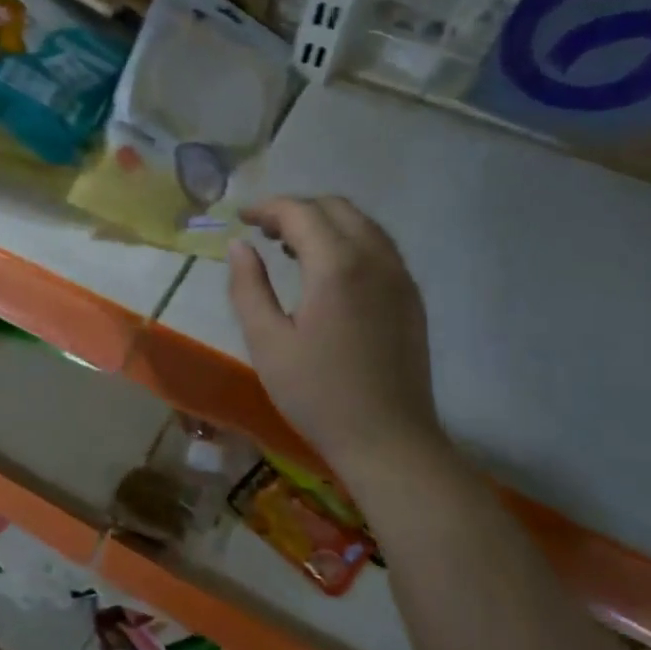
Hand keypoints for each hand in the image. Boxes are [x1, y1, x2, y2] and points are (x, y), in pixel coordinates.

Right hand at [228, 197, 446, 474]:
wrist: (388, 440)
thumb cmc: (317, 394)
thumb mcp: (267, 342)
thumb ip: (248, 287)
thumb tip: (239, 246)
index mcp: (337, 266)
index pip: (301, 213)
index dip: (267, 208)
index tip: (241, 218)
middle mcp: (376, 259)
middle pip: (336, 208)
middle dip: (296, 209)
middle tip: (262, 230)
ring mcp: (400, 277)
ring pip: (362, 224)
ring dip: (324, 222)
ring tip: (289, 246)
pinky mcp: (411, 297)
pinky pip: (378, 248)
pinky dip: (348, 241)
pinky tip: (327, 271)